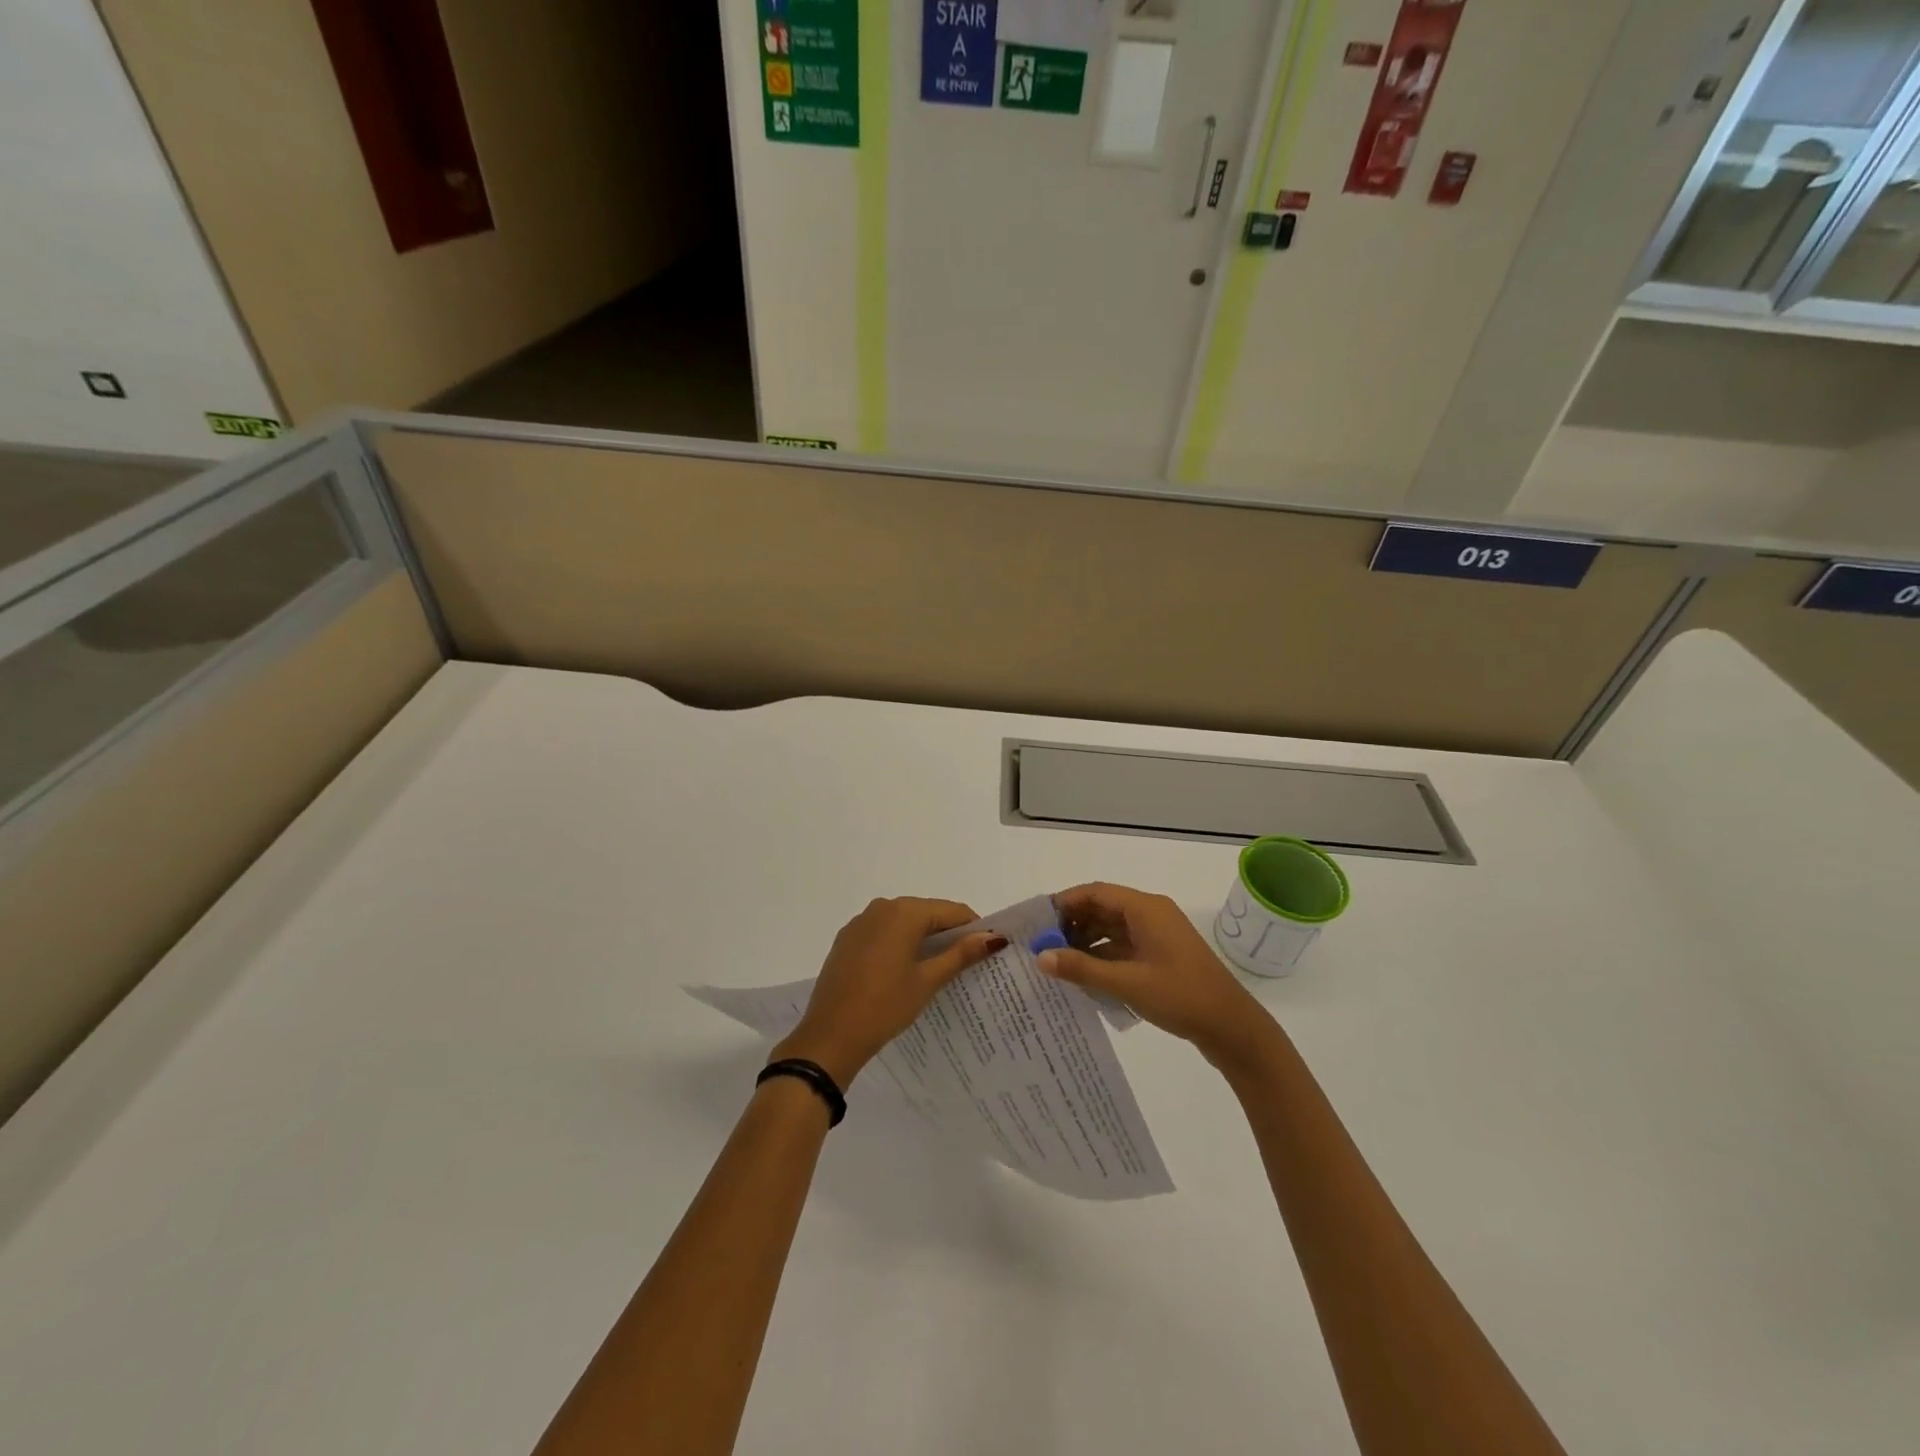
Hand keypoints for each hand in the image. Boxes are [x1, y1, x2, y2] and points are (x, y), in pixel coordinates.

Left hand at [771, 898, 1004, 1087]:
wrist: (829, 1036)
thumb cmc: (885, 1006)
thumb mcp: (927, 980)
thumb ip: (960, 954)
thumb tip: (994, 937)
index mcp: (904, 912)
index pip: (951, 911)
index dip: (973, 928)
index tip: (987, 951)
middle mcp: (881, 907)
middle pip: (928, 913)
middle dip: (949, 934)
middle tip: (966, 963)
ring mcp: (861, 922)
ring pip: (904, 922)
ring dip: (924, 939)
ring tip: (939, 969)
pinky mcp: (847, 939)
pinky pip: (884, 931)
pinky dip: (900, 943)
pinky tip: (905, 971)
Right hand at [1041, 882, 1277, 1069]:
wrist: (1233, 1029)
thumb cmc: (1181, 997)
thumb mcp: (1127, 983)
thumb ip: (1082, 968)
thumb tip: (1041, 956)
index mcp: (1146, 908)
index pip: (1095, 892)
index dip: (1064, 904)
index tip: (1036, 923)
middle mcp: (1151, 915)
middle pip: (1102, 909)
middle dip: (1071, 925)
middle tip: (1041, 946)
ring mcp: (1158, 937)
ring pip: (1111, 929)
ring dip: (1085, 943)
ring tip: (1056, 963)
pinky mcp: (1161, 957)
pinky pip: (1123, 947)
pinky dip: (1102, 957)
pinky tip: (1084, 977)